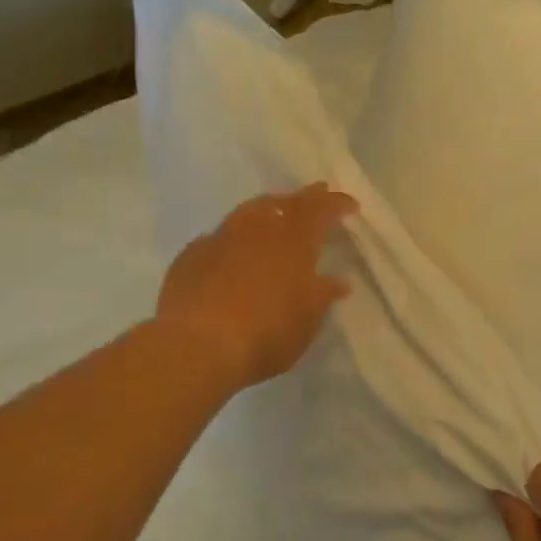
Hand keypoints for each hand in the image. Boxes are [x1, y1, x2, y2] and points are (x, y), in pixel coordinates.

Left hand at [155, 183, 356, 389]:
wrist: (197, 346)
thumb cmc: (266, 334)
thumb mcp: (307, 321)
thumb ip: (322, 296)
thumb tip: (338, 281)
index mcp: (293, 240)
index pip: (320, 209)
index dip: (336, 204)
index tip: (350, 205)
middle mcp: (257, 228)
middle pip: (283, 203)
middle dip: (303, 199)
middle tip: (315, 195)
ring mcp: (220, 238)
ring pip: (248, 212)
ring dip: (266, 209)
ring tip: (275, 212)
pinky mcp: (191, 255)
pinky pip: (219, 237)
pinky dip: (234, 237)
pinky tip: (233, 248)